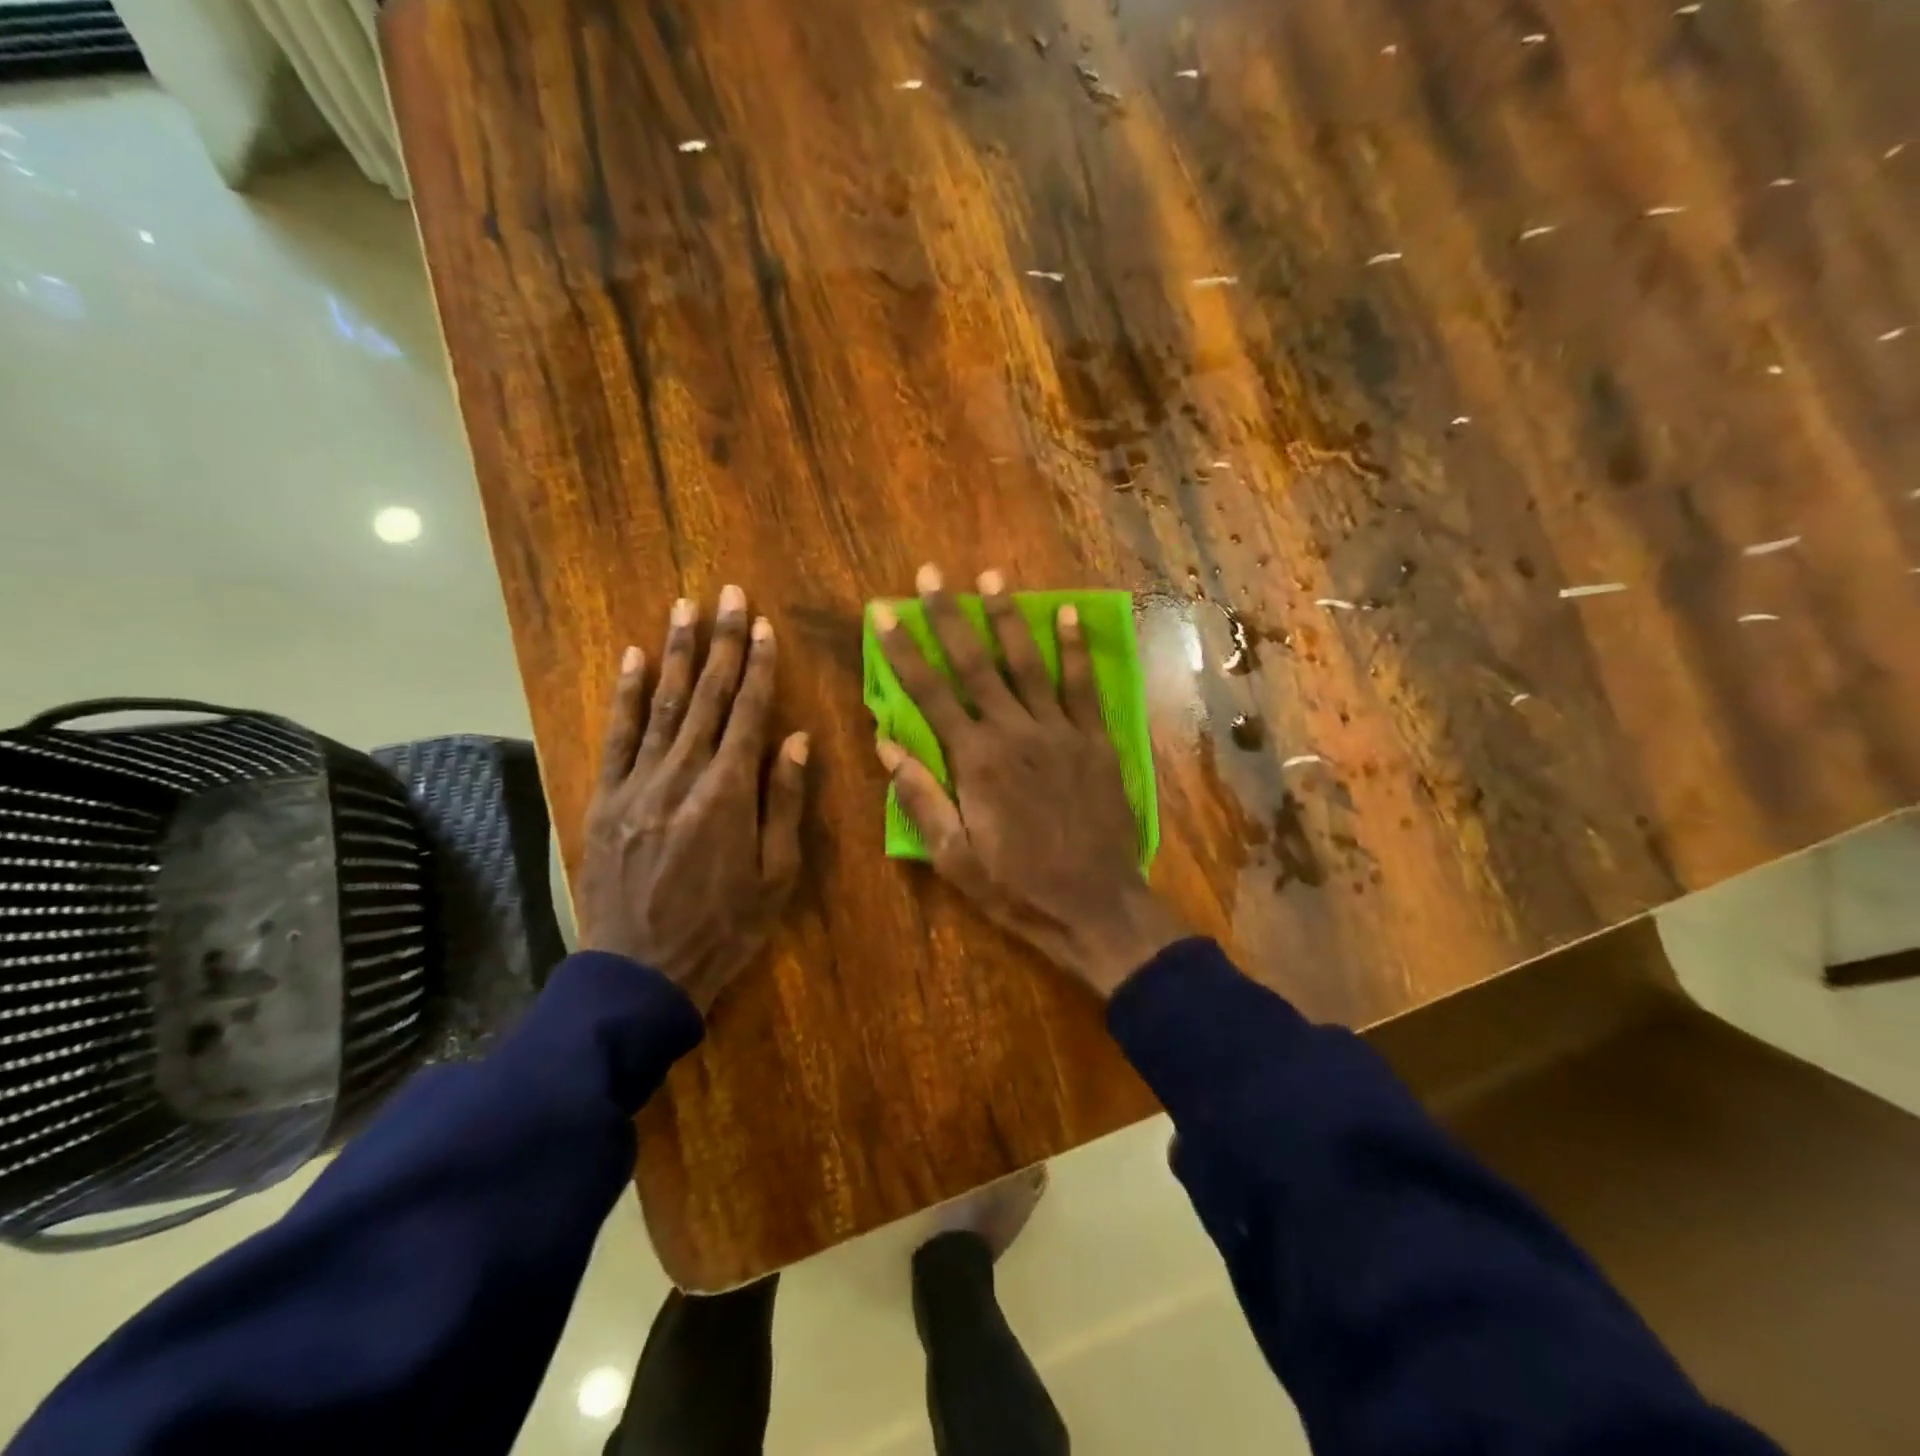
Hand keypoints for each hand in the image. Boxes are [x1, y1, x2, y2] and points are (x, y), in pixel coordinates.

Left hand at [577, 587, 809, 1013]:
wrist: (641, 973)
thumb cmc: (724, 928)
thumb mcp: (776, 876)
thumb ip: (785, 803)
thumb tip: (796, 740)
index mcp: (729, 795)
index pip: (749, 715)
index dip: (759, 667)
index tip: (763, 625)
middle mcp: (682, 777)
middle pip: (708, 698)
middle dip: (721, 642)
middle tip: (727, 594)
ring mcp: (637, 785)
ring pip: (662, 705)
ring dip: (676, 653)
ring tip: (684, 608)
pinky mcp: (606, 799)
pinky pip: (617, 737)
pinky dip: (624, 694)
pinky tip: (632, 658)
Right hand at [873, 564, 1188, 997]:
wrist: (1096, 905)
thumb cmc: (1017, 887)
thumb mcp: (954, 857)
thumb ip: (921, 798)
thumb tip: (886, 744)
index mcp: (975, 760)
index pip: (929, 693)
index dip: (902, 651)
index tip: (884, 613)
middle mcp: (1014, 732)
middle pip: (975, 664)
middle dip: (948, 616)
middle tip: (931, 575)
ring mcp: (1060, 731)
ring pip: (1028, 663)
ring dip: (1006, 617)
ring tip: (991, 575)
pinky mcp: (1095, 740)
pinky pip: (1082, 686)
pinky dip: (1074, 648)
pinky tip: (1066, 613)